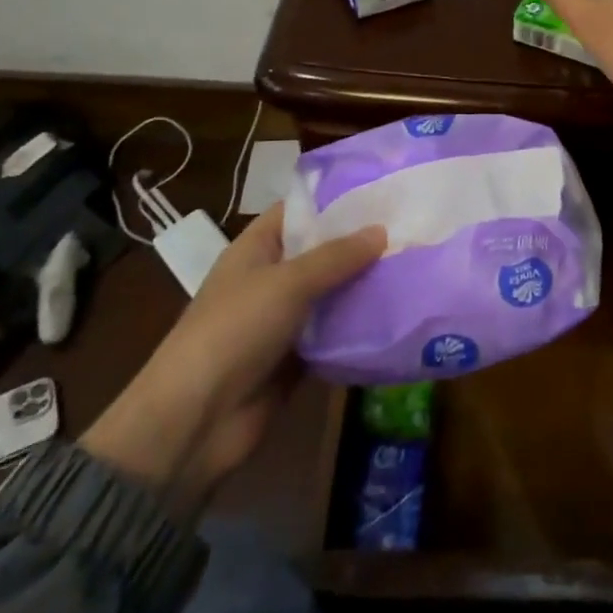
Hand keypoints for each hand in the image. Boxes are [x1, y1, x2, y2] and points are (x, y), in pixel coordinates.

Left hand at [80, 203, 384, 507]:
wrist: (197, 420)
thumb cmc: (235, 330)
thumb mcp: (287, 282)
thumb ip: (336, 256)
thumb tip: (382, 231)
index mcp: (256, 249)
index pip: (298, 212)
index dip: (335, 200)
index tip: (381, 192)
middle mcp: (270, 279)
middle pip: (320, 253)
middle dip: (360, 245)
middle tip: (413, 230)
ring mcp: (283, 321)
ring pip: (331, 295)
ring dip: (364, 287)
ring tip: (415, 268)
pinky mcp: (296, 359)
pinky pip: (334, 336)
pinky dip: (359, 329)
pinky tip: (399, 316)